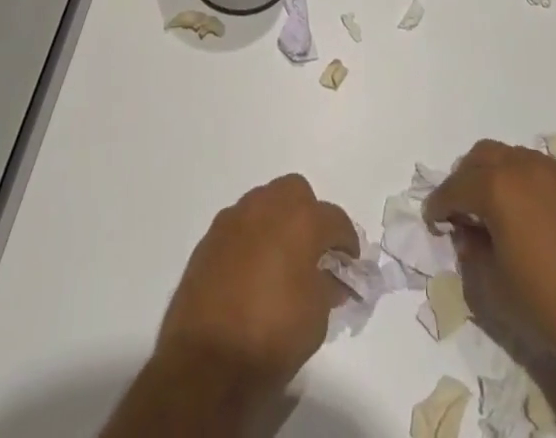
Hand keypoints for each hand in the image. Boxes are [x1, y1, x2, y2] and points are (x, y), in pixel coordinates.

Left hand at [155, 174, 358, 397]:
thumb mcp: (316, 318)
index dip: (346, 240)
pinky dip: (251, 238)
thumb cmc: (271, 337)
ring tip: (280, 260)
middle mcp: (266, 206)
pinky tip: (251, 270)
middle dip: (308, 214)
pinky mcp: (209, 237)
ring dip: (277, 222)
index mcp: (300, 220)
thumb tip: (330, 277)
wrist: (206, 362)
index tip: (349, 262)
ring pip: (264, 202)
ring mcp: (234, 218)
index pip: (334, 219)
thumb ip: (327, 287)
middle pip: (296, 192)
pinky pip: (239, 224)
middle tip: (312, 250)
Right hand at [425, 139, 555, 368]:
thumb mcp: (496, 288)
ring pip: (512, 157)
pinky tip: (529, 213)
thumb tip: (467, 235)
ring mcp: (554, 171)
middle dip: (465, 178)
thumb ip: (473, 255)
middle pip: (482, 156)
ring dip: (495, 175)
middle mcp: (523, 166)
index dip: (439, 203)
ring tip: (495, 208)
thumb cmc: (551, 302)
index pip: (456, 186)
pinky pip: (539, 170)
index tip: (433, 219)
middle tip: (461, 208)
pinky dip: (523, 182)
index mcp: (497, 186)